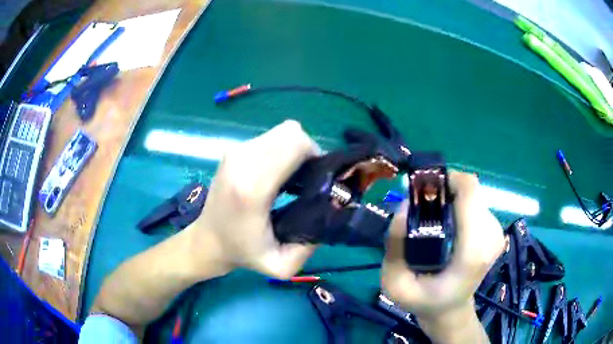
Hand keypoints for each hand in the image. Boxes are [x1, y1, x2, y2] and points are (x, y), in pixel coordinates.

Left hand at [186, 120, 319, 278]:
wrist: (207, 240)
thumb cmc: (242, 253)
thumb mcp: (282, 265)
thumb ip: (312, 243)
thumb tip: (334, 208)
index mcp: (252, 187)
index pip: (295, 144)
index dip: (316, 156)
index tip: (318, 180)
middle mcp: (242, 161)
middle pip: (291, 132)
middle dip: (308, 151)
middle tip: (308, 178)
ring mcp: (235, 151)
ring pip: (282, 132)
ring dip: (294, 151)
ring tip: (293, 177)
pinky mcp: (234, 150)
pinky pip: (270, 138)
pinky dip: (281, 150)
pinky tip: (278, 173)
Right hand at [381, 171, 504, 341]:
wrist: (450, 310)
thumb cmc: (424, 301)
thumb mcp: (395, 284)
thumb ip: (395, 247)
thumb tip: (404, 205)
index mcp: (472, 251)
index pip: (469, 191)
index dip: (446, 179)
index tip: (422, 187)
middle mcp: (491, 236)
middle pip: (470, 189)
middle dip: (443, 190)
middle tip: (421, 206)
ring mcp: (497, 232)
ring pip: (472, 195)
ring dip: (450, 199)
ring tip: (432, 219)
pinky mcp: (495, 230)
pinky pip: (475, 204)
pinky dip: (458, 206)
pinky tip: (447, 225)